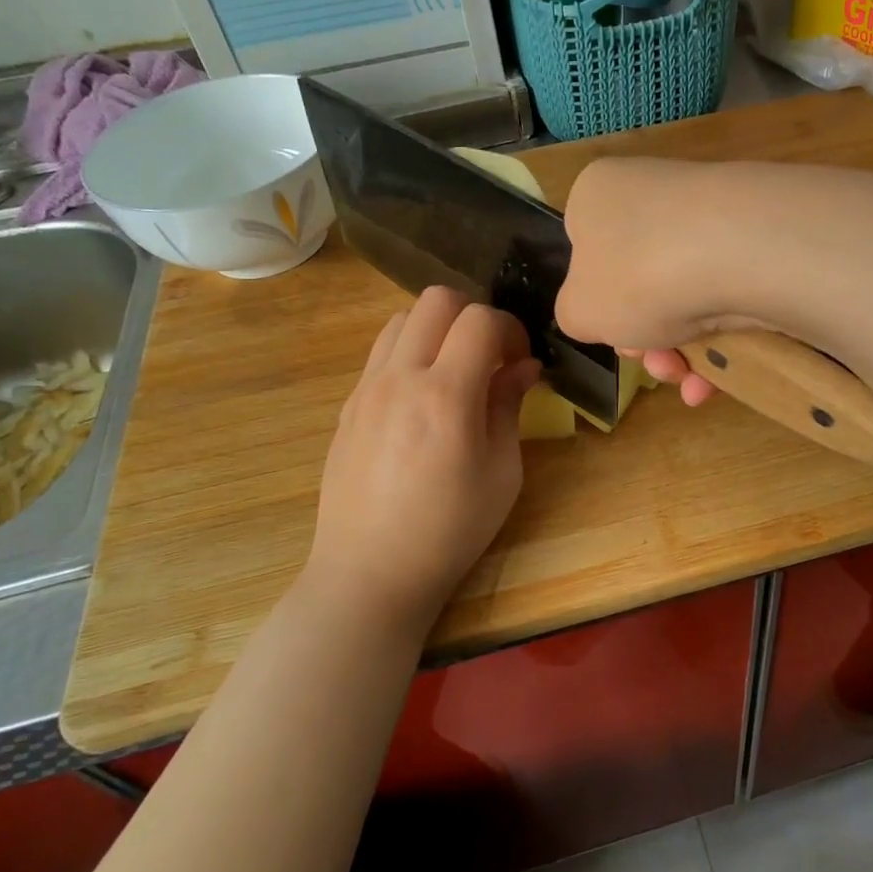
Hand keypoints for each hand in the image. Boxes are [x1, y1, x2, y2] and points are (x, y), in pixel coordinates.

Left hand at [302, 287, 541, 638]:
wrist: (370, 571)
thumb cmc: (450, 530)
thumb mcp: (501, 473)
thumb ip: (509, 407)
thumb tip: (524, 366)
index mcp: (445, 395)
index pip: (480, 319)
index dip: (511, 328)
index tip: (521, 360)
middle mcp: (400, 378)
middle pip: (436, 300)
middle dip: (474, 315)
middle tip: (490, 356)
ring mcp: (367, 388)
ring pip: (402, 319)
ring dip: (437, 329)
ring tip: (455, 371)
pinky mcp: (348, 405)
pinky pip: (381, 353)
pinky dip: (410, 353)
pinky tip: (423, 398)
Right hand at [556, 158, 766, 406]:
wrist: (739, 253)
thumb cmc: (637, 276)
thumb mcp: (578, 312)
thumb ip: (575, 316)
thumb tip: (598, 313)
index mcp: (597, 196)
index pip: (585, 249)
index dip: (596, 302)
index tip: (610, 335)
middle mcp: (652, 194)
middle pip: (638, 282)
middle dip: (644, 338)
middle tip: (653, 363)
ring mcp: (708, 213)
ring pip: (683, 296)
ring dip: (680, 352)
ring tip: (687, 380)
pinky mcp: (755, 239)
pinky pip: (726, 295)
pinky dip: (719, 341)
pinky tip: (716, 379)